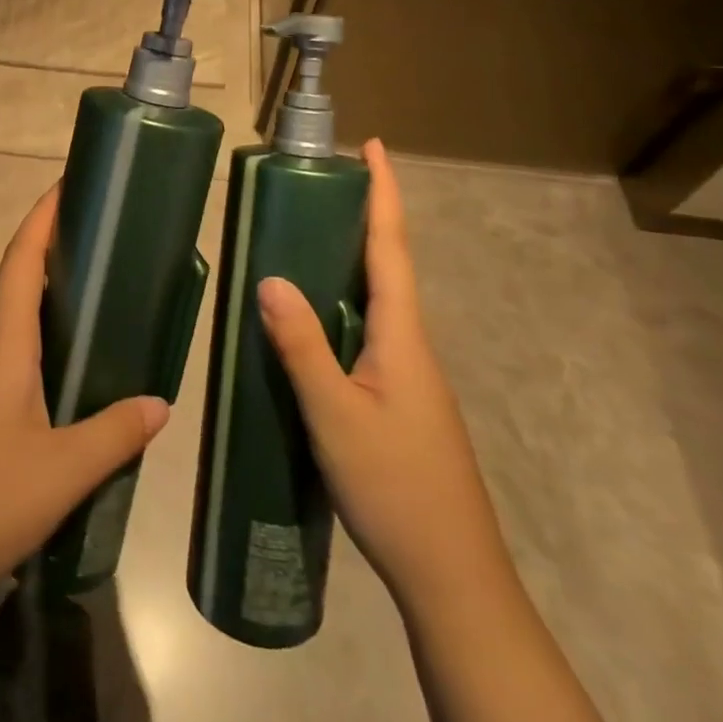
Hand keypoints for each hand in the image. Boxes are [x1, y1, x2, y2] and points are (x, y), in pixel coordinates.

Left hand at [0, 182, 168, 628]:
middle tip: (104, 243)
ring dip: (46, 304)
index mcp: (0, 345)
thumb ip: (113, 434)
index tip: (68, 183)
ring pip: (10, 327)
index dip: (43, 216)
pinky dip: (37, 349)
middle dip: (54, 253)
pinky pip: (5, 364)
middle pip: (15, 284)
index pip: (21, 259)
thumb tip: (160, 402)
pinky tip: (64, 381)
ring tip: (96, 304)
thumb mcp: (59, 474)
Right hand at [256, 139, 504, 599]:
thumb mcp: (335, 415)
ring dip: (352, 260)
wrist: (451, 576)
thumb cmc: (395, 487)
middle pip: (388, 265)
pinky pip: (367, 332)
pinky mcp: (399, 399)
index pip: (392, 247)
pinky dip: (343, 305)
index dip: (384, 193)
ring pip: (377, 301)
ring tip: (309, 237)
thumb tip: (271, 277)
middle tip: (325, 183)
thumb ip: (302, 346)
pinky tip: (313, 320)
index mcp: (402, 335)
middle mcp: (411, 344)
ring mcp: (408, 374)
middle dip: (365, 217)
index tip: (375, 146)